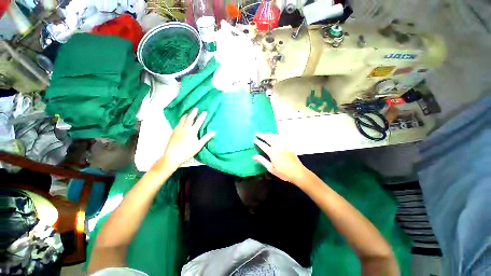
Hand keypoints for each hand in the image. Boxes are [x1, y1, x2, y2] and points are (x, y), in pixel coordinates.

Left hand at [159, 108, 214, 170]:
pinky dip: (181, 120)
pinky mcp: (173, 132)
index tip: (204, 112)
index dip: (202, 116)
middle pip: (190, 118)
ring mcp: (178, 129)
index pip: (198, 122)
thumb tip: (213, 132)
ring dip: (186, 115)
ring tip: (188, 112)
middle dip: (193, 113)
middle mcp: (185, 128)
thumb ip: (205, 138)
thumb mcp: (198, 145)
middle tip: (196, 108)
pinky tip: (181, 121)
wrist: (172, 156)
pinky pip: (178, 123)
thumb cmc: (187, 151)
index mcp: (192, 131)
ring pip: (182, 120)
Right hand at [252, 133, 307, 183]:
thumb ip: (262, 161)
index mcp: (272, 153)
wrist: (298, 173)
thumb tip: (253, 156)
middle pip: (269, 138)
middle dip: (262, 135)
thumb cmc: (283, 173)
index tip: (254, 140)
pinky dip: (277, 135)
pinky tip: (276, 136)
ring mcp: (284, 145)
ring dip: (269, 134)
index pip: (263, 145)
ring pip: (276, 136)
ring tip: (265, 134)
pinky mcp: (289, 146)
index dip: (258, 142)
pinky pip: (282, 138)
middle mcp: (278, 147)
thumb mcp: (271, 169)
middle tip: (257, 133)